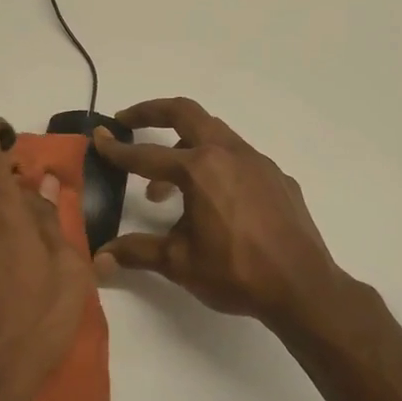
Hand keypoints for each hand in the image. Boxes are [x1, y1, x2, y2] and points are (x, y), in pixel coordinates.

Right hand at [93, 97, 340, 328]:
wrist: (303, 288)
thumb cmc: (236, 273)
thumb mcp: (178, 263)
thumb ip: (137, 252)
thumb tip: (100, 258)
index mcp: (199, 170)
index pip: (146, 155)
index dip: (117, 149)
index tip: (98, 138)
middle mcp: (228, 154)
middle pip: (185, 113)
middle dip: (152, 112)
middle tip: (128, 122)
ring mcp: (258, 162)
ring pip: (214, 134)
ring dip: (184, 146)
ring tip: (166, 185)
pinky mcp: (277, 178)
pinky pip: (238, 158)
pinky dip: (215, 166)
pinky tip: (213, 202)